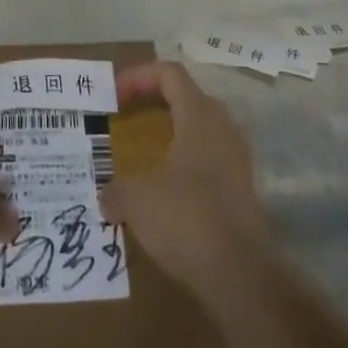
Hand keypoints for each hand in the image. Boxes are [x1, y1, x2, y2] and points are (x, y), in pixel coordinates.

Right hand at [100, 62, 273, 295]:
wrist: (241, 274)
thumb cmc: (187, 219)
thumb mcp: (138, 200)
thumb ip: (116, 190)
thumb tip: (106, 197)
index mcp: (199, 114)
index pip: (169, 73)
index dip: (138, 77)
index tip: (112, 97)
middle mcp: (222, 126)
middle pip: (184, 96)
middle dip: (151, 103)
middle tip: (123, 120)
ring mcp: (235, 156)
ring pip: (197, 128)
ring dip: (167, 134)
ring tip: (139, 155)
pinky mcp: (240, 186)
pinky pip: (206, 157)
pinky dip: (181, 161)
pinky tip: (161, 189)